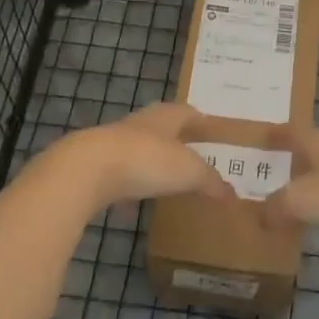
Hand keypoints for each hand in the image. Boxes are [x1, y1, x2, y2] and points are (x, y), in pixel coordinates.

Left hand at [48, 102, 234, 214]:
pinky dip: (129, 187)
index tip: (212, 130)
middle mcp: (140, 124)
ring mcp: (114, 144)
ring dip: (151, 162)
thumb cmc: (147, 160)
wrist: (87, 169)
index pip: (187, 112)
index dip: (201, 121)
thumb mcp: (188, 171)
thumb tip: (232, 194)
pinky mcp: (95, 166)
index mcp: (165, 117)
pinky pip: (119, 175)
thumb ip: (210, 181)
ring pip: (139, 149)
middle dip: (176, 139)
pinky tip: (133, 206)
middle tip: (192, 155)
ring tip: (165, 180)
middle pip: (162, 127)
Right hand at [259, 125, 318, 248]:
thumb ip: (277, 206)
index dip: (277, 135)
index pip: (293, 131)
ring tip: (301, 193)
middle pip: (315, 146)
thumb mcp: (301, 202)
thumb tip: (260, 214)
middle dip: (298, 156)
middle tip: (278, 168)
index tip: (263, 136)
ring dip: (318, 178)